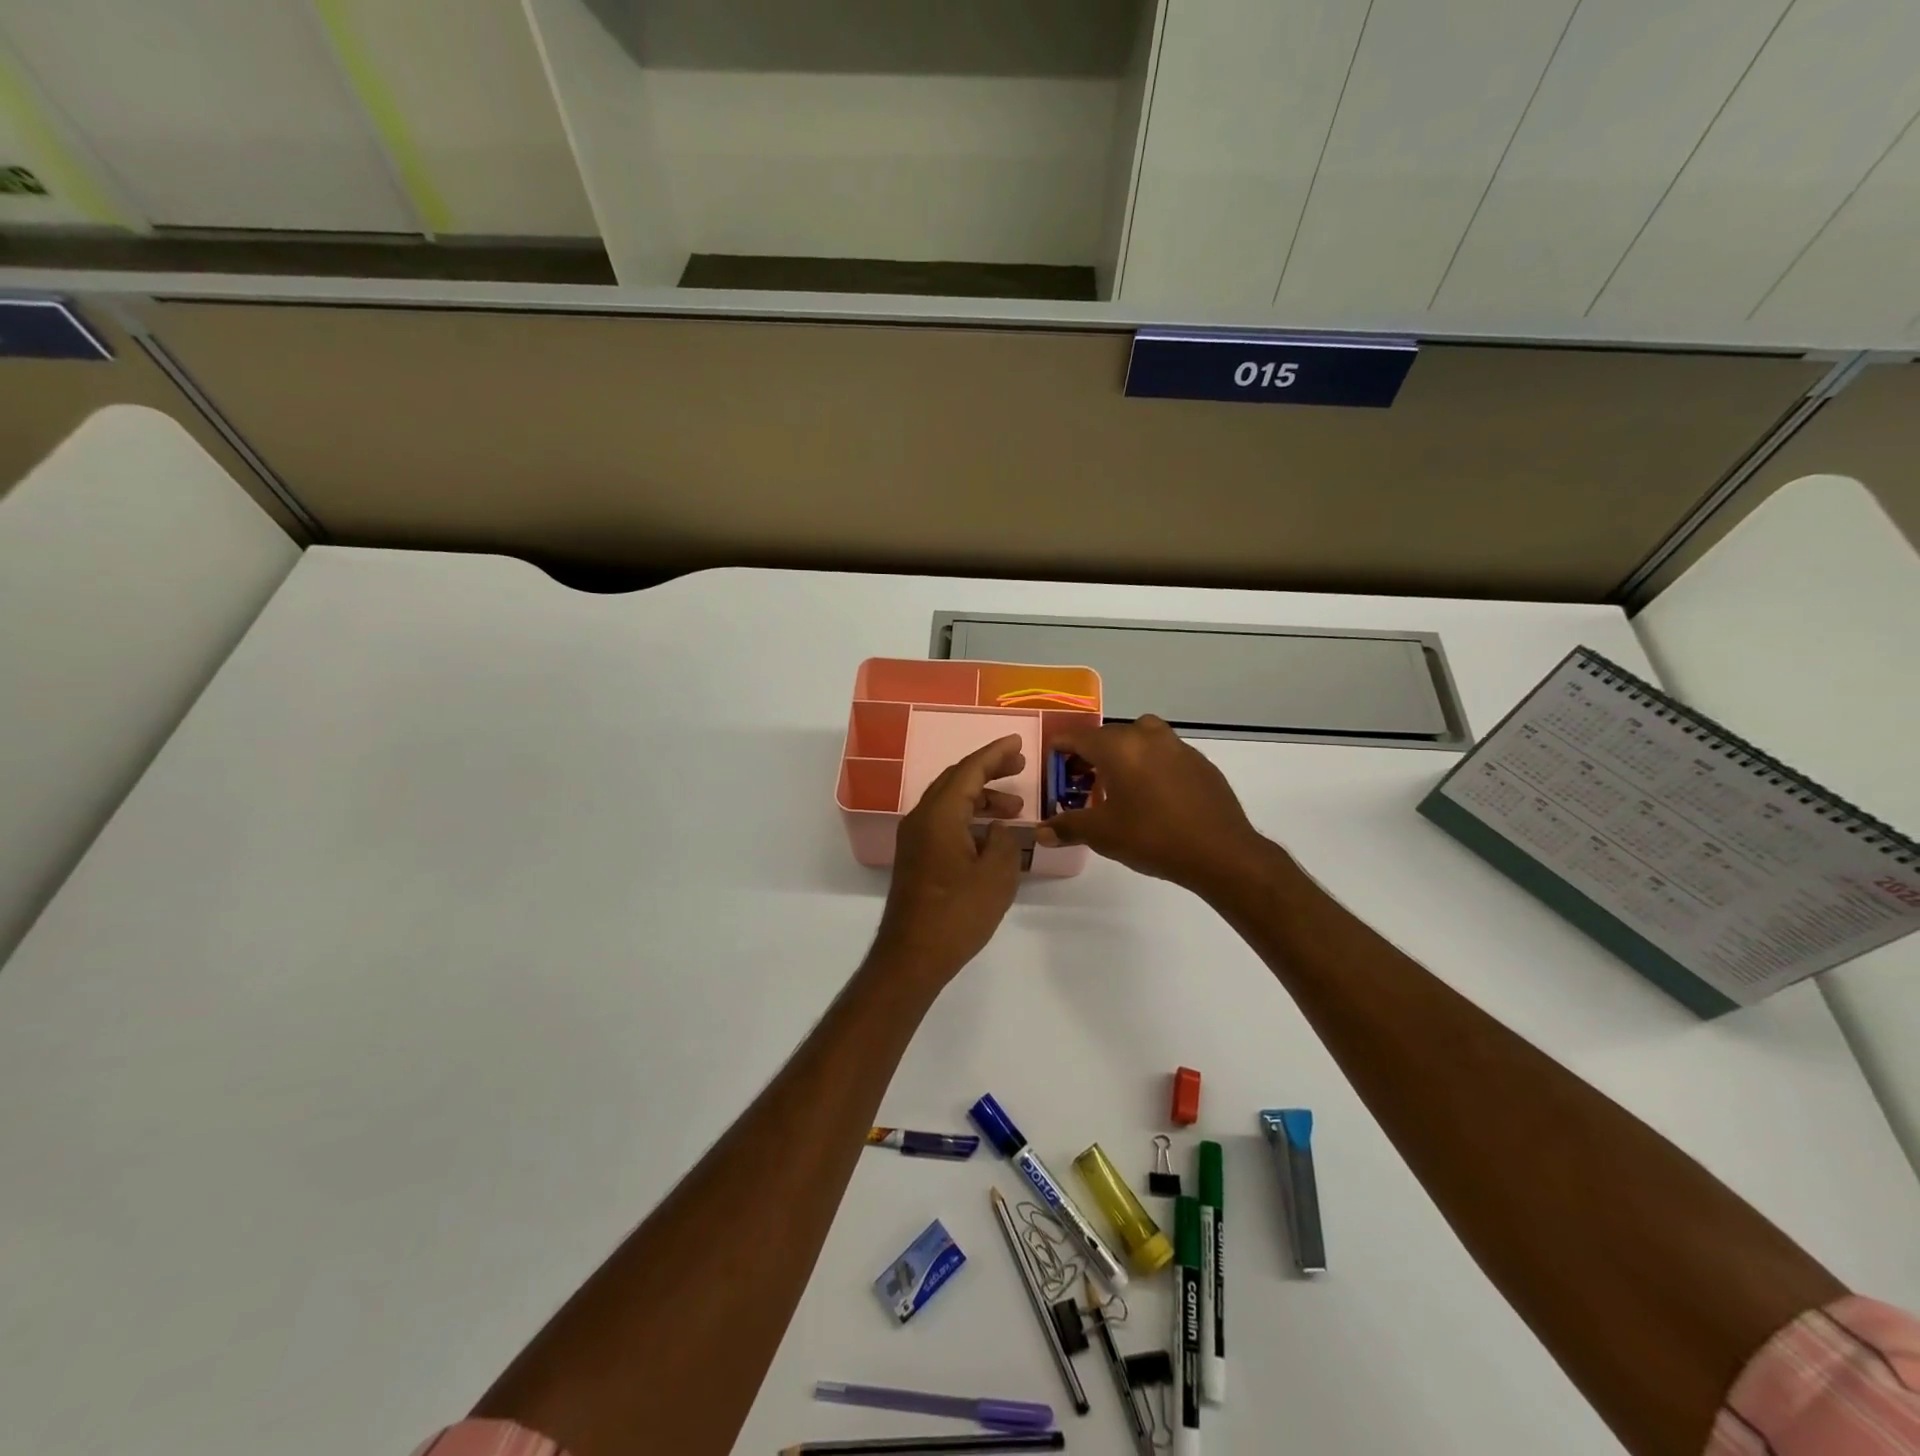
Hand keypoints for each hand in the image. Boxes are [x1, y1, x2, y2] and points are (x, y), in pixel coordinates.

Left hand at [871, 735, 1026, 987]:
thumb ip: (1003, 842)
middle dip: (988, 771)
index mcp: (939, 814)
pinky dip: (968, 817)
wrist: (913, 955)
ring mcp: (914, 838)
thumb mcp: (996, 876)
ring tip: (1015, 808)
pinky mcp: (915, 857)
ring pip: (949, 802)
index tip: (1017, 742)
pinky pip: (943, 821)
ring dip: (981, 798)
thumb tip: (997, 828)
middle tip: (1020, 767)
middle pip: (956, 780)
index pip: (969, 770)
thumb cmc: (957, 914)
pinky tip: (989, 833)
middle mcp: (921, 818)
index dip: (995, 753)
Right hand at [1040, 715, 1273, 895]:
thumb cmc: (1152, 837)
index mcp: (1119, 747)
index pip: (1079, 737)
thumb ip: (1069, 827)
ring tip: (1119, 784)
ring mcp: (1178, 747)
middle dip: (1091, 753)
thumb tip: (1041, 832)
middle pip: (1110, 735)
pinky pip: (1165, 754)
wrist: (1220, 851)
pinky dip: (1151, 765)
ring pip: (1141, 738)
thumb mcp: (1103, 834)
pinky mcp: (1201, 763)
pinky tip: (1153, 796)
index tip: (1052, 759)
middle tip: (1081, 779)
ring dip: (1125, 753)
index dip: (1061, 747)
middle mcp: (1147, 737)